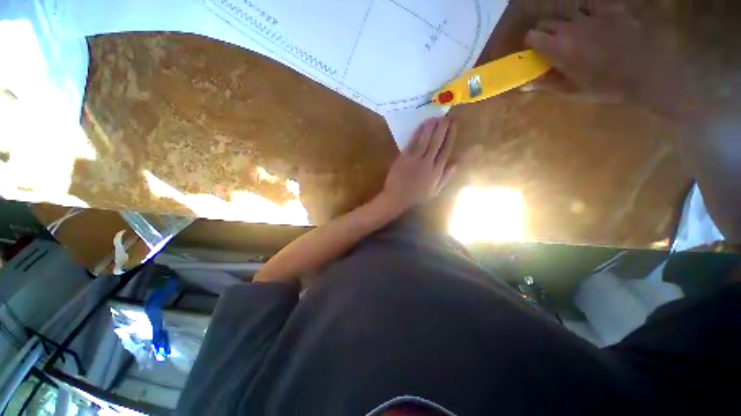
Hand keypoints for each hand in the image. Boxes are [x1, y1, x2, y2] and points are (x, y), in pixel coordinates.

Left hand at [381, 117, 457, 210]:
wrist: (397, 197)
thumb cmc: (416, 196)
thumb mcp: (435, 190)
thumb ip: (446, 177)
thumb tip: (457, 163)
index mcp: (437, 171)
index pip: (446, 150)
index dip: (451, 136)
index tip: (454, 125)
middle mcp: (428, 163)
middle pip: (437, 142)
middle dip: (443, 128)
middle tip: (446, 116)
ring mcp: (415, 159)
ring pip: (425, 140)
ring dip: (430, 127)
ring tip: (435, 117)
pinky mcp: (404, 158)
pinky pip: (412, 143)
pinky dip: (417, 133)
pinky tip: (421, 126)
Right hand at [524, 0, 683, 111]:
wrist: (645, 71)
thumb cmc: (605, 86)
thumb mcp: (571, 91)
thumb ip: (546, 85)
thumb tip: (524, 85)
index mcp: (557, 47)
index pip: (531, 36)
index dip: (531, 43)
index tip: (535, 51)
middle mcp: (569, 26)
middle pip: (547, 21)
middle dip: (545, 31)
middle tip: (552, 43)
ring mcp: (591, 15)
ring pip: (567, 12)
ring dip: (565, 22)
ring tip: (574, 33)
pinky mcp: (610, 9)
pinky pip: (591, 5)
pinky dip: (587, 12)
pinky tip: (593, 22)